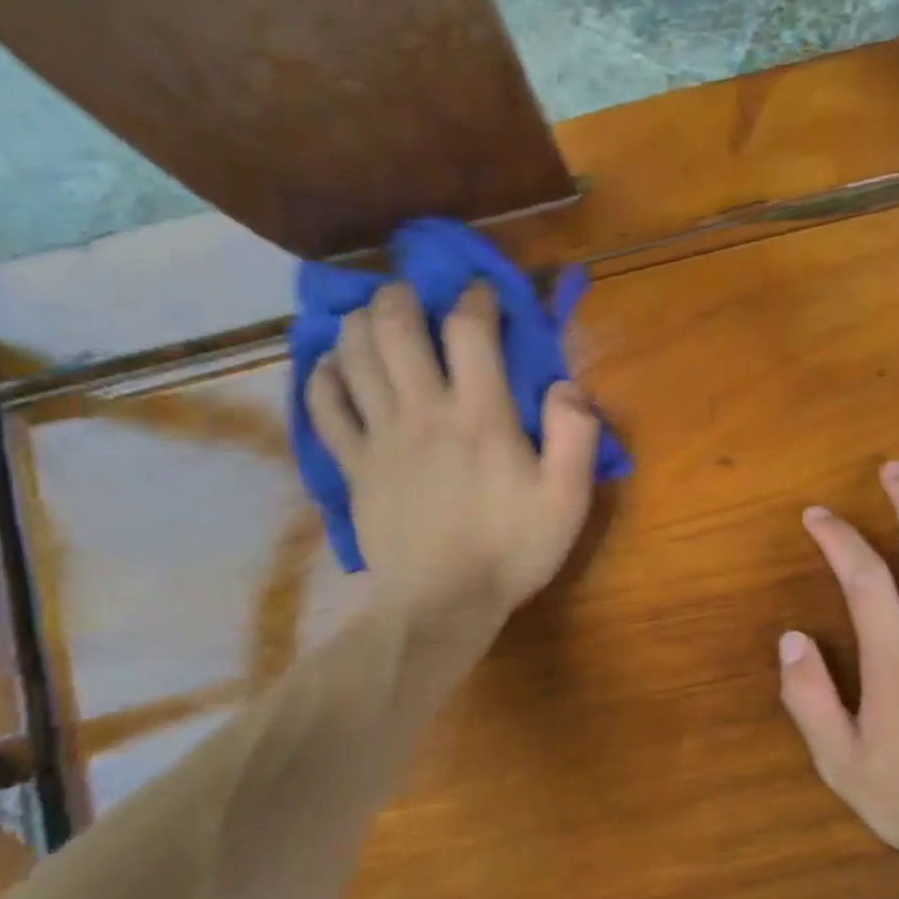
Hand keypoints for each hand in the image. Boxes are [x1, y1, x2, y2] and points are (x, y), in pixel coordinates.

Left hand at [307, 282, 599, 625]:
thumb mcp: (567, 499)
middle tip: (417, 296)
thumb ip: (575, 436)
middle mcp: (422, 411)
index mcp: (480, 415)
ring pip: (353, 354)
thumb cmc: (511, 550)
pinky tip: (335, 368)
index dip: (476, 298)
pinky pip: (323, 405)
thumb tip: (566, 385)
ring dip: (361, 324)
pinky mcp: (352, 464)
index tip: (485, 294)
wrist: (441, 604)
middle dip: (403, 295)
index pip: (469, 329)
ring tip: (377, 321)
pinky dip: (324, 376)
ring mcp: (379, 436)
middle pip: (395, 325)